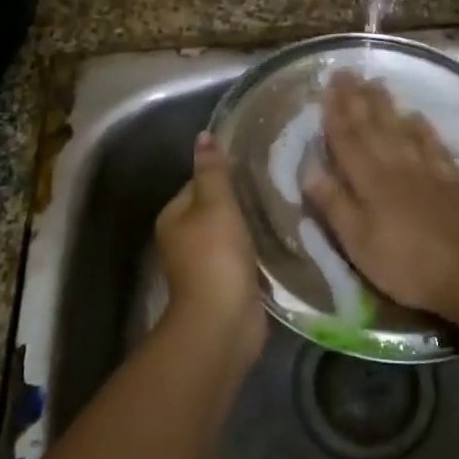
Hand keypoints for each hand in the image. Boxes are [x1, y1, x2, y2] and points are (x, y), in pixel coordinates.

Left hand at [154, 133, 267, 362]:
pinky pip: (244, 255)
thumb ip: (212, 170)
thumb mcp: (215, 204)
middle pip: (216, 208)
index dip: (225, 172)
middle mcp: (184, 238)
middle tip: (276, 182)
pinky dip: (259, 248)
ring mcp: (206, 264)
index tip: (256, 163)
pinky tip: (281, 237)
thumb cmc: (215, 256)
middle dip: (242, 198)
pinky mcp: (228, 283)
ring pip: (232, 232)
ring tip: (284, 205)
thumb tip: (203, 136)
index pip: (199, 183)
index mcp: (174, 217)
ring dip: (252, 224)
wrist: (223, 322)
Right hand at [301, 72, 458, 320]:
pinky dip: (422, 127)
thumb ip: (334, 204)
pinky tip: (417, 116)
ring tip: (376, 83)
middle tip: (348, 72)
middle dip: (357, 98)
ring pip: (401, 128)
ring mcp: (427, 169)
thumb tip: (308, 169)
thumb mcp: (357, 242)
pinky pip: (433, 144)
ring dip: (386, 105)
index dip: (335, 112)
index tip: (326, 86)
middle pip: (373, 125)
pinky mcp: (450, 179)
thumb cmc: (403, 263)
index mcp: (369, 179)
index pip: (347, 138)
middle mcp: (396, 164)